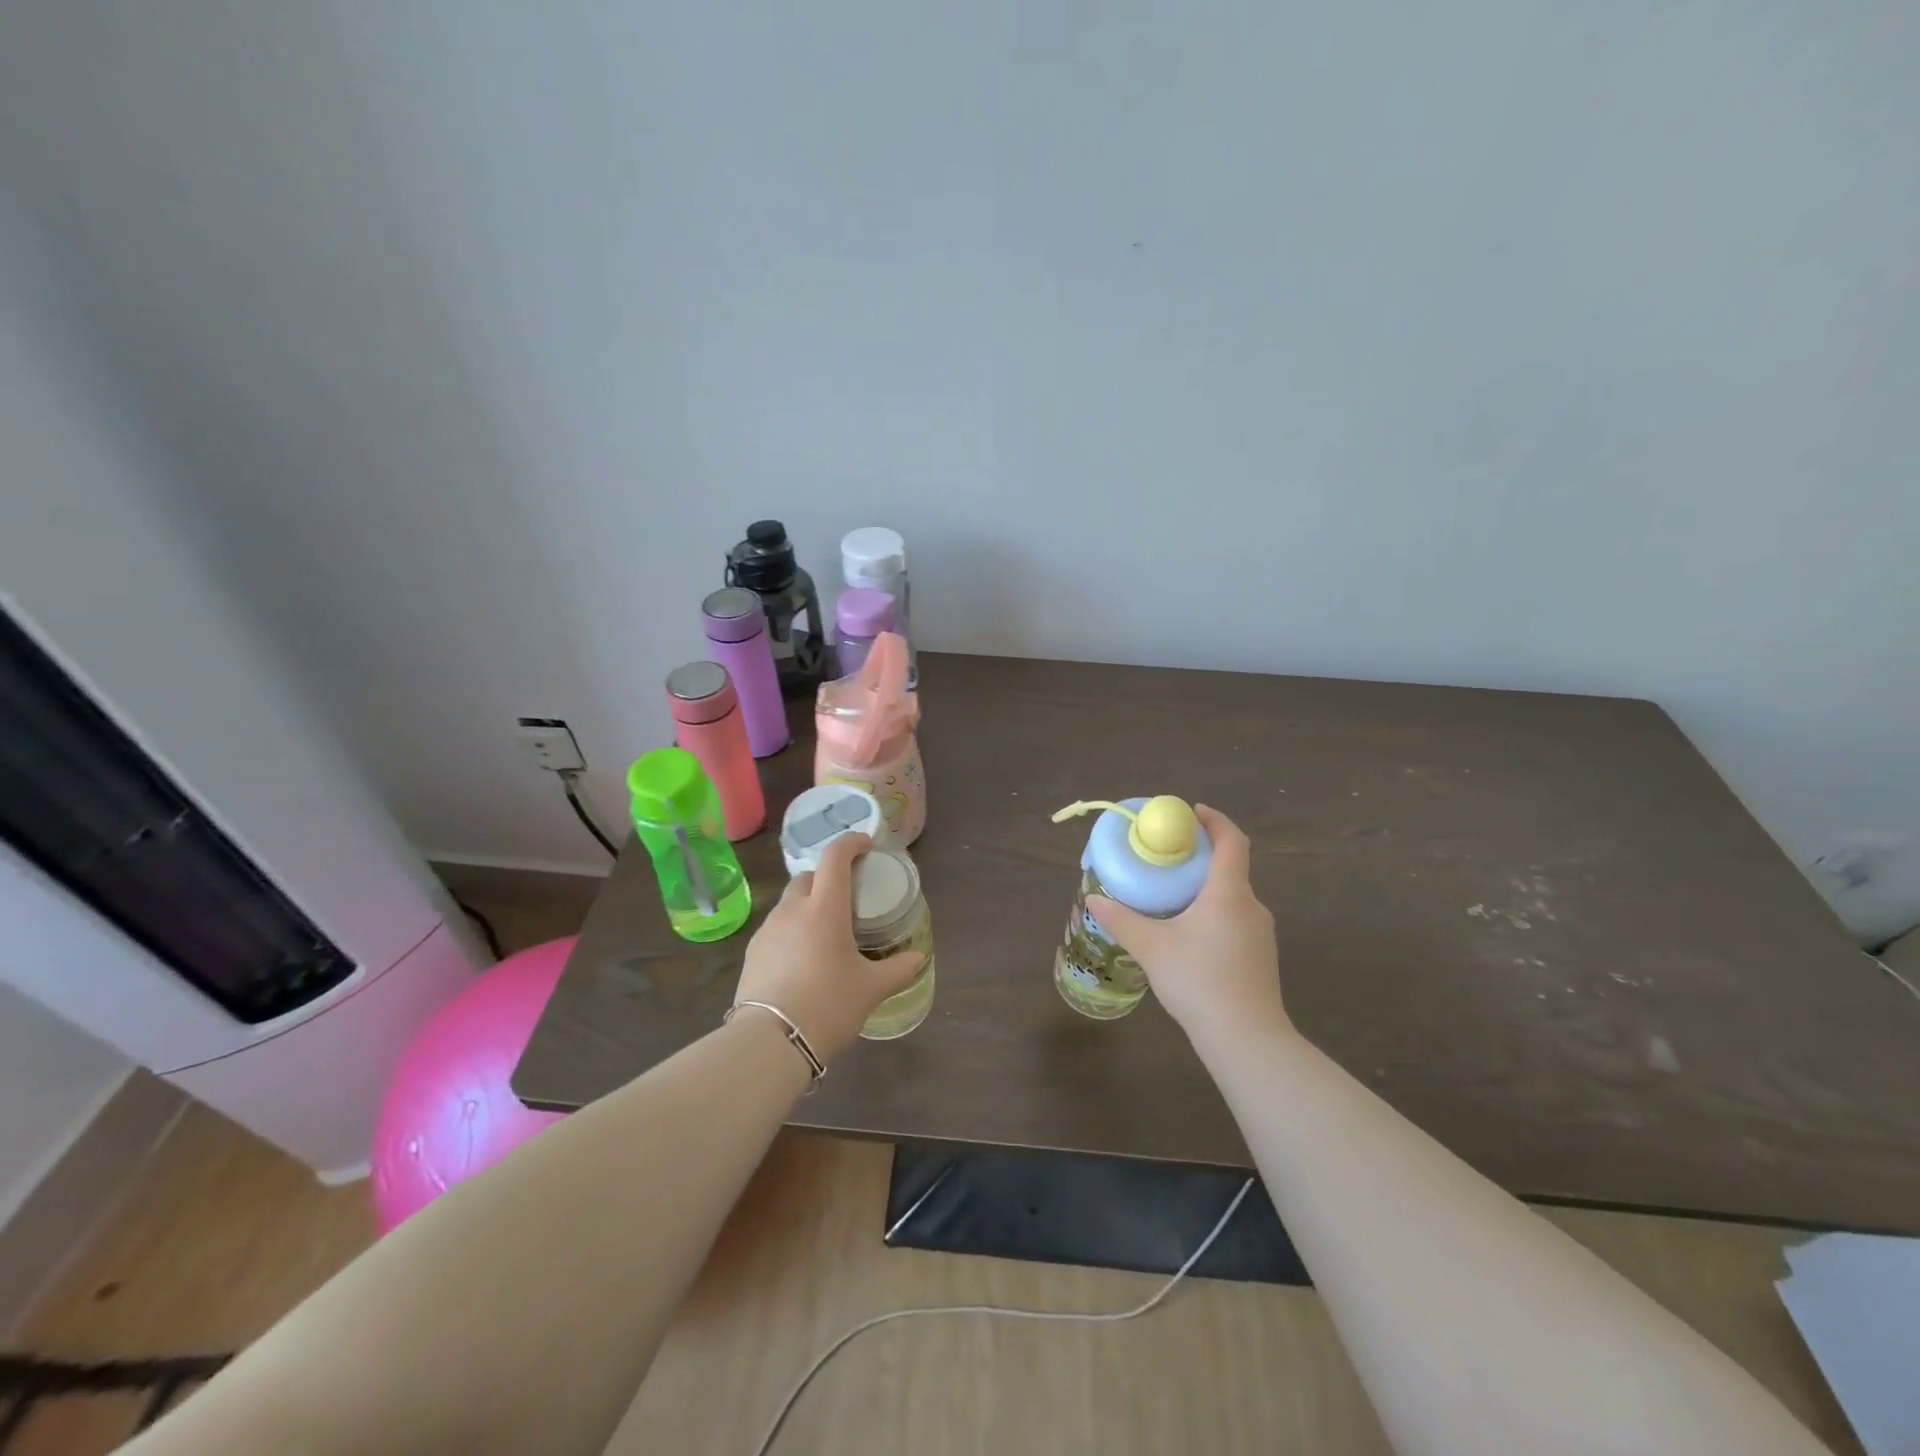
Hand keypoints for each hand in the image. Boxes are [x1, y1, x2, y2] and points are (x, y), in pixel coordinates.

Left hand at [733, 833, 924, 1062]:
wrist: (770, 1042)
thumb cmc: (828, 1005)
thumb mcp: (871, 989)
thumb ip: (898, 969)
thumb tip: (918, 957)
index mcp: (825, 908)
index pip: (836, 856)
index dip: (851, 843)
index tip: (866, 846)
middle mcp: (793, 910)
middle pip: (810, 877)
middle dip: (828, 879)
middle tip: (848, 899)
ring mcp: (768, 930)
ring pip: (790, 903)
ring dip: (808, 906)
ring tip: (825, 934)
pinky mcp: (752, 952)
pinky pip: (776, 928)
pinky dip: (792, 930)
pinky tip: (802, 959)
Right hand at [1087, 805, 1288, 1053]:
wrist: (1247, 1039)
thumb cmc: (1199, 980)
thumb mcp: (1152, 947)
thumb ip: (1122, 920)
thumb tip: (1094, 899)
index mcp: (1228, 892)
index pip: (1232, 840)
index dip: (1214, 821)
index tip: (1191, 812)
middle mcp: (1251, 906)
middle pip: (1230, 869)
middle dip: (1200, 859)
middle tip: (1168, 860)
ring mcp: (1261, 934)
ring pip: (1232, 898)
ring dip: (1205, 890)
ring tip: (1172, 899)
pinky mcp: (1261, 958)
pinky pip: (1236, 922)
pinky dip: (1213, 915)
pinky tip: (1189, 938)